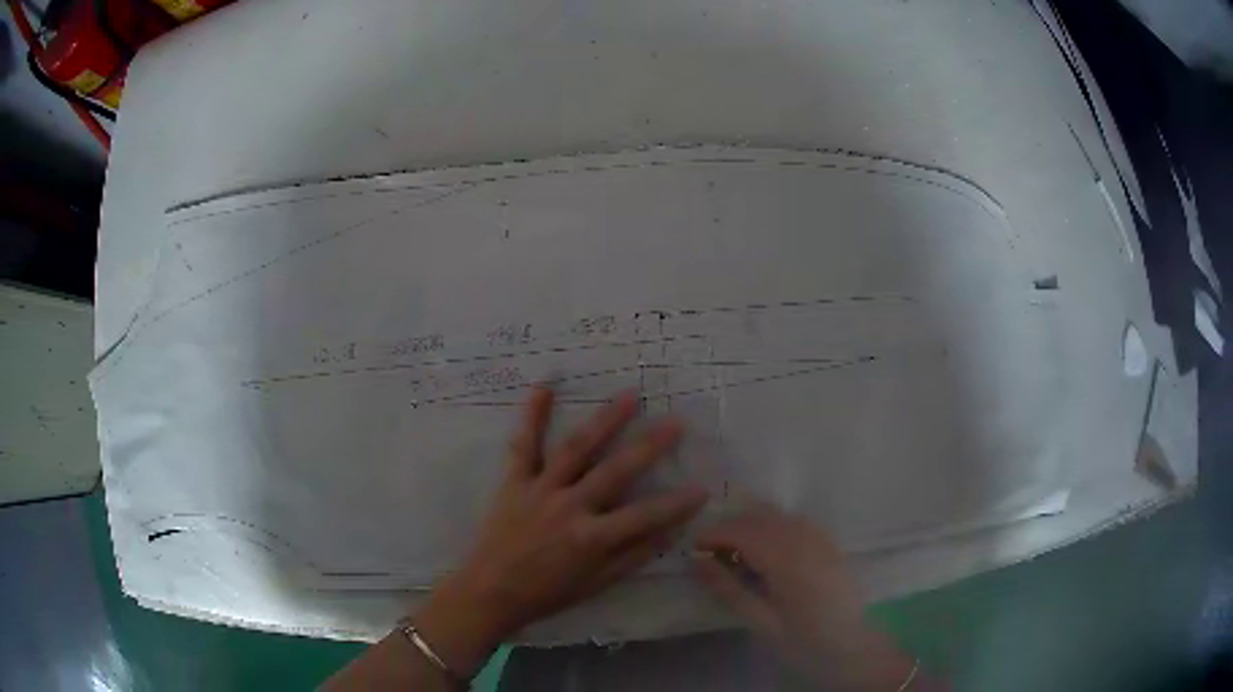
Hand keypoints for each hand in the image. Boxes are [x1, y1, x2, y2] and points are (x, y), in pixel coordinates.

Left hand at [415, 387, 709, 675]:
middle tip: (675, 422)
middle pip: (615, 471)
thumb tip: (669, 532)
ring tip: (629, 396)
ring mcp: (540, 489)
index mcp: (591, 537)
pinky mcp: (514, 482)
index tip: (702, 488)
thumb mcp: (596, 584)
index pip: (645, 516)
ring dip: (604, 421)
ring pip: (576, 449)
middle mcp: (569, 506)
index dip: (676, 504)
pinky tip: (544, 386)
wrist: (490, 590)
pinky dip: (533, 416)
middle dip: (649, 447)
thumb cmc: (546, 592)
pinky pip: (524, 445)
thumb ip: (632, 556)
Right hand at [694, 506, 922, 690]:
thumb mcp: (760, 622)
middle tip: (709, 554)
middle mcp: (804, 537)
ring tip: (734, 553)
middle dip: (729, 528)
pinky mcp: (828, 541)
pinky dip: (771, 527)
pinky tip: (765, 551)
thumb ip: (728, 589)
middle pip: (757, 516)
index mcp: (786, 558)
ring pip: (776, 515)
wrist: (853, 646)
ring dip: (750, 525)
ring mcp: (819, 536)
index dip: (712, 535)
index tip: (692, 550)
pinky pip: (793, 521)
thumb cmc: (804, 640)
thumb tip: (697, 561)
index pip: (741, 530)